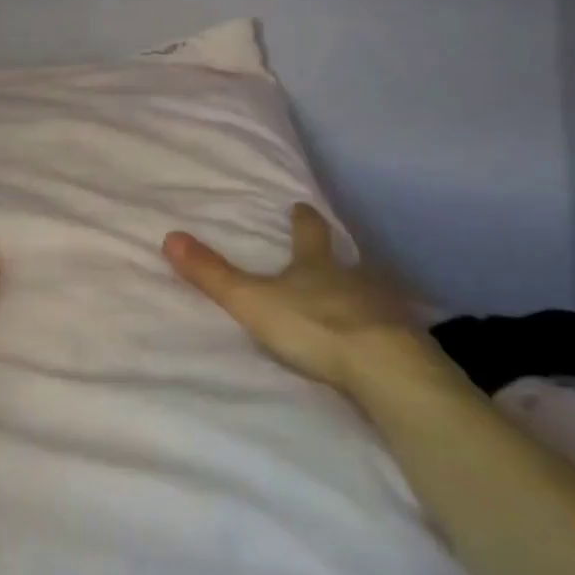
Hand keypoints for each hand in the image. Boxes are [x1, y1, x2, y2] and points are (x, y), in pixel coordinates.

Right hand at [163, 203, 432, 394]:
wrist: (384, 368)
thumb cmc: (313, 325)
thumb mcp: (251, 300)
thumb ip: (213, 274)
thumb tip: (170, 236)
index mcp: (317, 266)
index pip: (310, 233)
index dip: (304, 219)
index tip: (301, 206)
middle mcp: (354, 279)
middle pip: (345, 261)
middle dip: (335, 258)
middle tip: (330, 256)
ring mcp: (385, 310)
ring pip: (370, 294)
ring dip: (359, 296)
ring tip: (352, 303)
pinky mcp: (405, 343)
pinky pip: (390, 331)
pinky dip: (379, 332)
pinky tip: (375, 344)